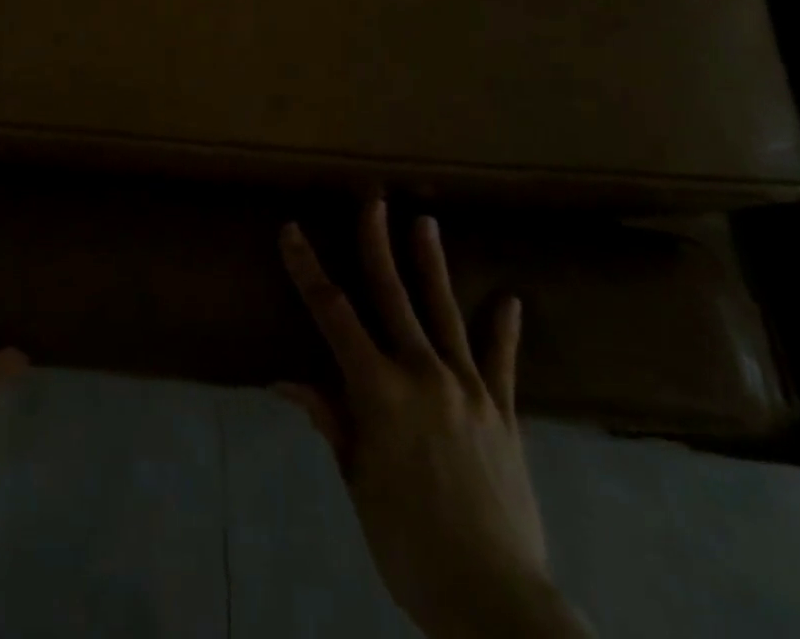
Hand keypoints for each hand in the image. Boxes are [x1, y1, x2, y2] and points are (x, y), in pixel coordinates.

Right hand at [278, 204, 590, 638]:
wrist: (493, 599)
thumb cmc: (408, 543)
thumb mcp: (358, 482)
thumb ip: (331, 422)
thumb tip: (289, 381)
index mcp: (379, 390)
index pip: (332, 314)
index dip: (308, 269)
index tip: (291, 231)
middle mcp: (423, 374)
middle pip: (393, 296)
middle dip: (376, 243)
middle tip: (372, 200)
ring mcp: (469, 389)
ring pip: (444, 312)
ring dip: (431, 265)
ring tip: (426, 222)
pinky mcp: (504, 412)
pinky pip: (502, 363)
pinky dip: (504, 331)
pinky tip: (510, 300)